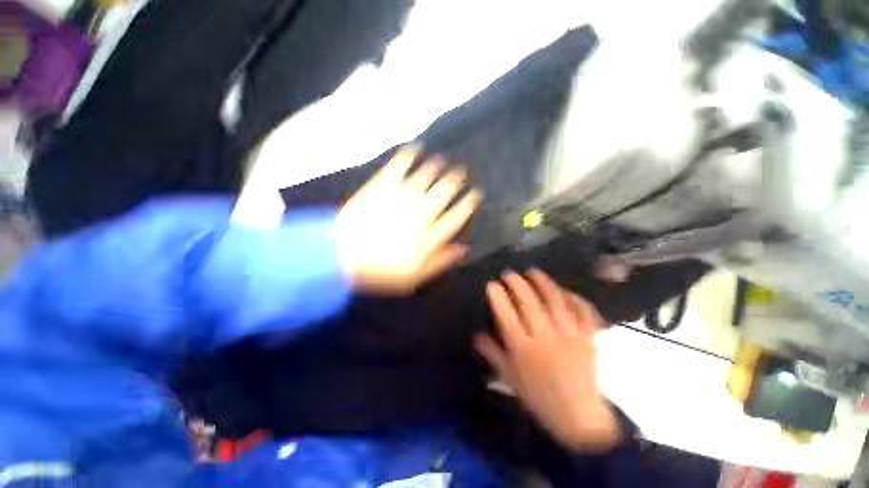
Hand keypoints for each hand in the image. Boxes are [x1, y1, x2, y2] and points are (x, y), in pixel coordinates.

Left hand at [335, 146, 481, 294]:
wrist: (342, 256)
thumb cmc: (380, 271)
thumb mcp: (415, 277)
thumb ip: (441, 261)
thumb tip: (464, 249)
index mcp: (431, 234)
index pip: (457, 215)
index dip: (469, 203)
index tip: (475, 194)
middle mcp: (422, 211)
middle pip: (445, 191)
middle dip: (456, 179)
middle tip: (461, 172)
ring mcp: (403, 196)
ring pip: (427, 175)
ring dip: (438, 165)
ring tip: (442, 160)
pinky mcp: (383, 185)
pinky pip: (399, 165)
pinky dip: (408, 154)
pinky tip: (415, 147)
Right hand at [476, 269, 619, 452]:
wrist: (579, 418)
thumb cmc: (539, 397)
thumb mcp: (510, 378)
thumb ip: (492, 354)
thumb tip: (476, 335)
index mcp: (523, 348)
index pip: (506, 314)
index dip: (498, 296)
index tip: (492, 284)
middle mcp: (545, 337)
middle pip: (529, 301)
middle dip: (517, 283)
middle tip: (509, 274)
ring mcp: (569, 335)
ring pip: (555, 300)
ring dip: (543, 282)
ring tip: (533, 272)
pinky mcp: (588, 337)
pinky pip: (582, 311)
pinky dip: (573, 297)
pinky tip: (563, 290)